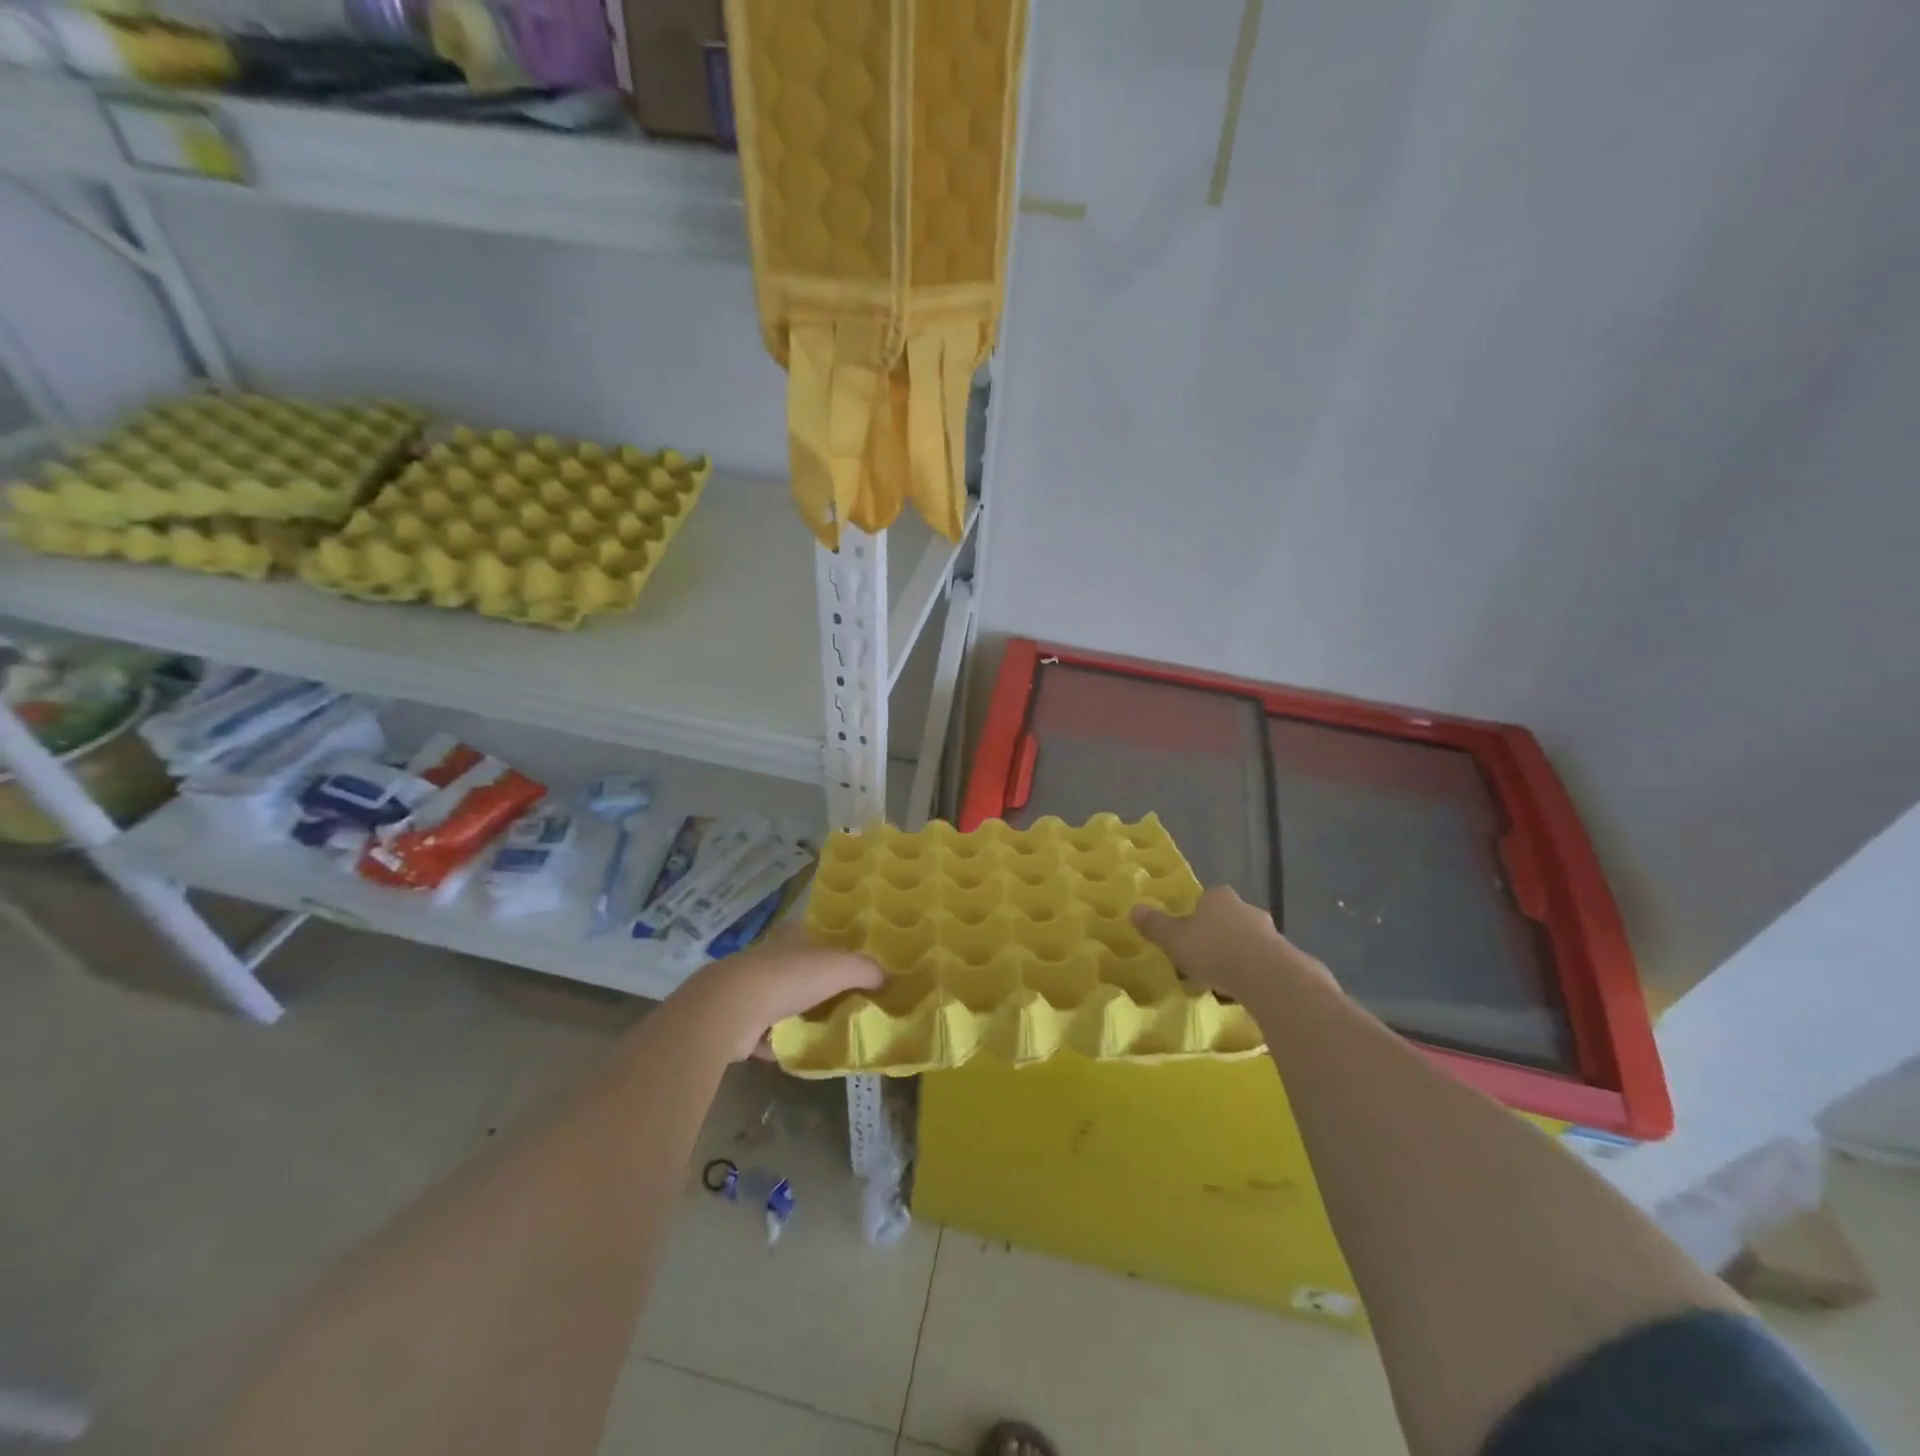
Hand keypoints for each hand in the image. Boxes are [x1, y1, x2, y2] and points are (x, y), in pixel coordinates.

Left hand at [677, 924, 883, 1060]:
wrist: (730, 1011)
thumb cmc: (788, 977)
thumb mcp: (839, 967)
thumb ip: (865, 969)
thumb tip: (886, 977)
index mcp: (791, 937)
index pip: (815, 933)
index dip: (833, 943)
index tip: (854, 960)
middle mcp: (770, 959)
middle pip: (801, 969)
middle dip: (819, 983)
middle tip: (849, 999)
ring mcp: (751, 991)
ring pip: (783, 1001)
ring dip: (798, 1014)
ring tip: (827, 1029)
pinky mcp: (738, 1024)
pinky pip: (766, 1034)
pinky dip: (777, 1042)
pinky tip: (795, 1052)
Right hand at [1131, 886, 1338, 1004]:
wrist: (1269, 978)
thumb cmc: (1214, 951)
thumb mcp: (1174, 940)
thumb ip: (1155, 926)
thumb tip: (1133, 909)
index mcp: (1219, 898)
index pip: (1205, 900)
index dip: (1195, 917)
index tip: (1188, 937)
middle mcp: (1247, 909)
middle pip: (1228, 919)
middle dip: (1218, 936)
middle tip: (1204, 959)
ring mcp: (1271, 933)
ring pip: (1248, 942)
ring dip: (1237, 956)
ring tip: (1223, 981)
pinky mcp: (1288, 958)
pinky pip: (1264, 964)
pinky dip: (1254, 974)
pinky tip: (1245, 992)